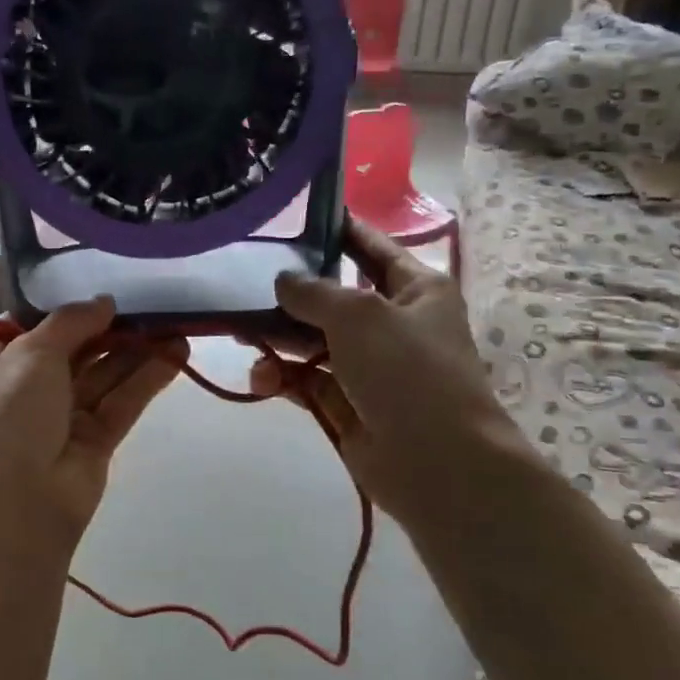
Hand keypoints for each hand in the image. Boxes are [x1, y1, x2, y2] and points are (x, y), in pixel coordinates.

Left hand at [0, 297, 187, 546]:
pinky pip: (123, 402)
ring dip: (138, 351)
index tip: (103, 288)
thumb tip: (104, 302)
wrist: (13, 503)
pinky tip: (178, 353)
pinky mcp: (95, 442)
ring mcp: (62, 417)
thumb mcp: (31, 352)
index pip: (34, 328)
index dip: (67, 309)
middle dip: (112, 329)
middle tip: (153, 303)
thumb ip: (71, 322)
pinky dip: (148, 378)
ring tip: (178, 324)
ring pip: (105, 375)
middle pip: (76, 350)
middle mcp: (28, 388)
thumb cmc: (8, 413)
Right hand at [251, 219, 532, 527]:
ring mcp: (368, 366)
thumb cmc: (408, 372)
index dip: (336, 229)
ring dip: (278, 338)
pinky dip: (282, 377)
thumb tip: (282, 281)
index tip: (291, 215)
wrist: (438, 464)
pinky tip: (261, 378)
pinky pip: (306, 380)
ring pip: (312, 340)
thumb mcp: (359, 315)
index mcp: (414, 289)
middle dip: (289, 292)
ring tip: (242, 336)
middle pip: (332, 296)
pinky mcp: (347, 403)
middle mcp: (392, 323)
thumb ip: (313, 291)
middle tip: (242, 283)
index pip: (370, 247)